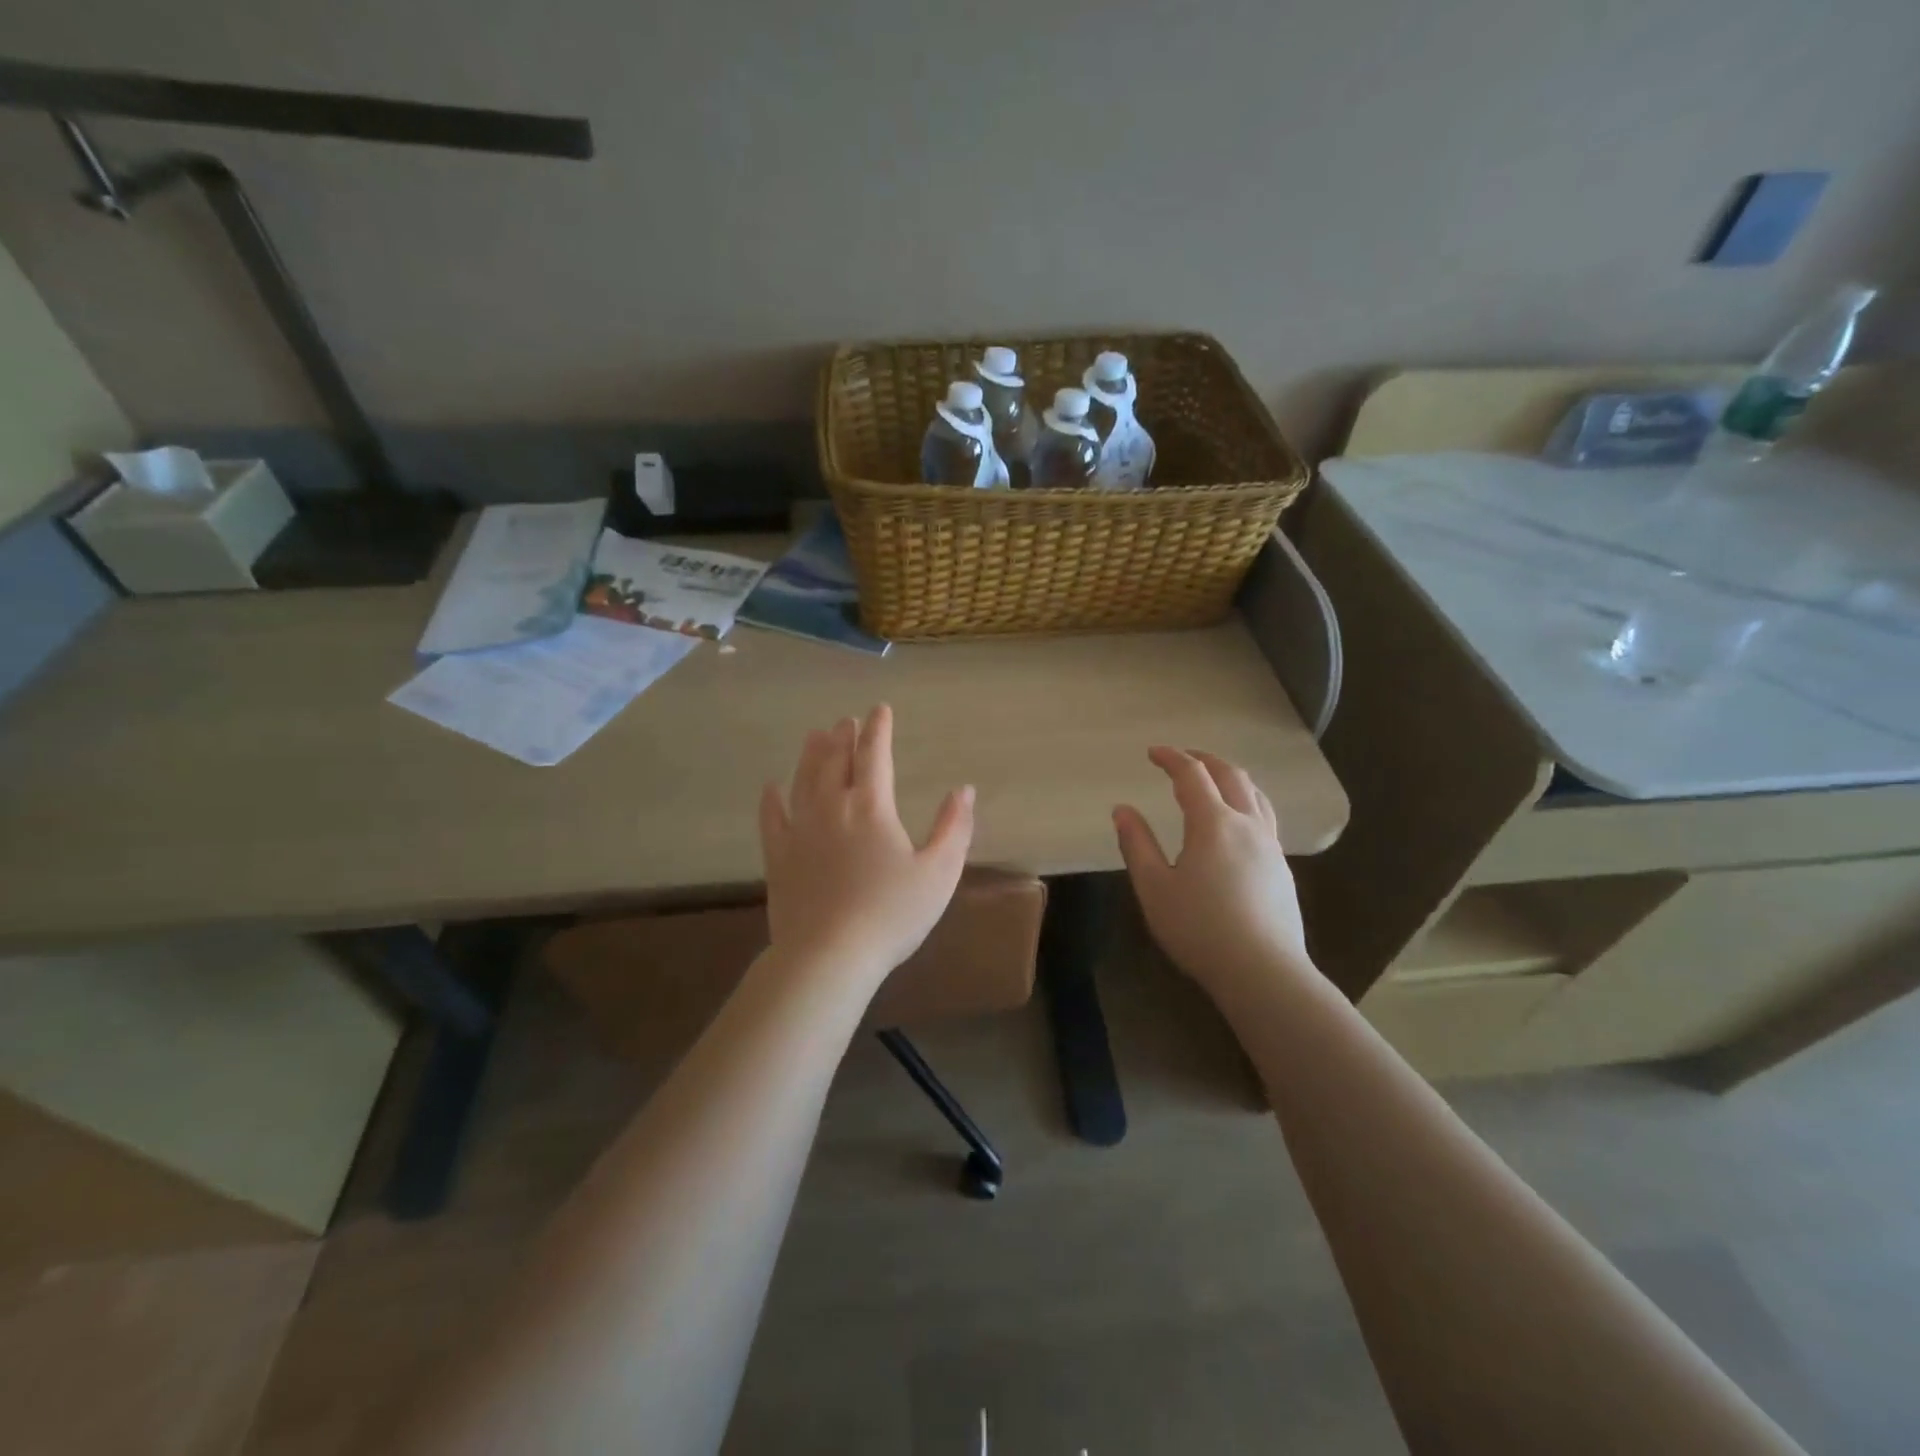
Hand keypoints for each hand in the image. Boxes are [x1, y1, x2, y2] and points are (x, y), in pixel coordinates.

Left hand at [760, 704, 973, 991]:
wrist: (829, 956)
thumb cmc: (892, 914)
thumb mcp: (939, 872)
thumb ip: (954, 828)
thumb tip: (964, 790)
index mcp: (871, 807)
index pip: (875, 755)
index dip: (878, 729)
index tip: (879, 710)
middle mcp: (832, 808)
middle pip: (835, 761)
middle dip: (843, 737)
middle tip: (845, 721)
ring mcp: (800, 831)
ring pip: (803, 780)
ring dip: (811, 755)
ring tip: (815, 736)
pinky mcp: (779, 857)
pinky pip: (772, 818)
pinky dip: (772, 799)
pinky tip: (771, 787)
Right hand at [1113, 747, 1311, 997]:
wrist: (1263, 971)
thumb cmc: (1199, 929)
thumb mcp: (1154, 888)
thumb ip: (1137, 844)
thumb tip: (1123, 809)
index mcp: (1213, 823)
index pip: (1192, 774)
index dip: (1171, 757)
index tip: (1153, 752)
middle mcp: (1247, 825)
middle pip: (1231, 775)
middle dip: (1205, 760)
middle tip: (1182, 758)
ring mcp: (1270, 846)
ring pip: (1256, 794)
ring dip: (1231, 777)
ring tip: (1213, 781)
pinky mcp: (1282, 869)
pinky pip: (1265, 817)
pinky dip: (1246, 801)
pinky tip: (1237, 823)